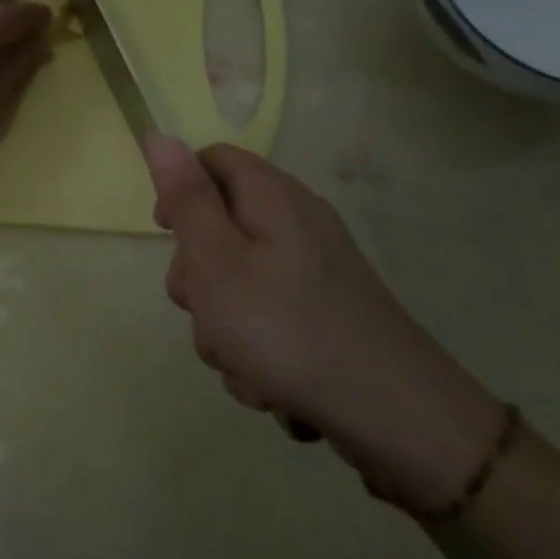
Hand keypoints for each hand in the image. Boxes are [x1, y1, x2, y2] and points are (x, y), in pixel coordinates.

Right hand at [144, 136, 504, 514]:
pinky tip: (269, 384)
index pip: (212, 160)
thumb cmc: (287, 330)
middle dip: (197, 276)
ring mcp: (313, 275)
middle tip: (203, 308)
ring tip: (241, 362)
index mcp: (273, 199)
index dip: (180, 188)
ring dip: (222, 327)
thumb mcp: (217, 261)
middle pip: (219, 228)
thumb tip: (160, 136)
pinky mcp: (324, 318)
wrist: (398, 421)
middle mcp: (296, 227)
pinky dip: (255, 351)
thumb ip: (186, 199)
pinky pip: (265, 320)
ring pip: (235, 284)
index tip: (165, 233)